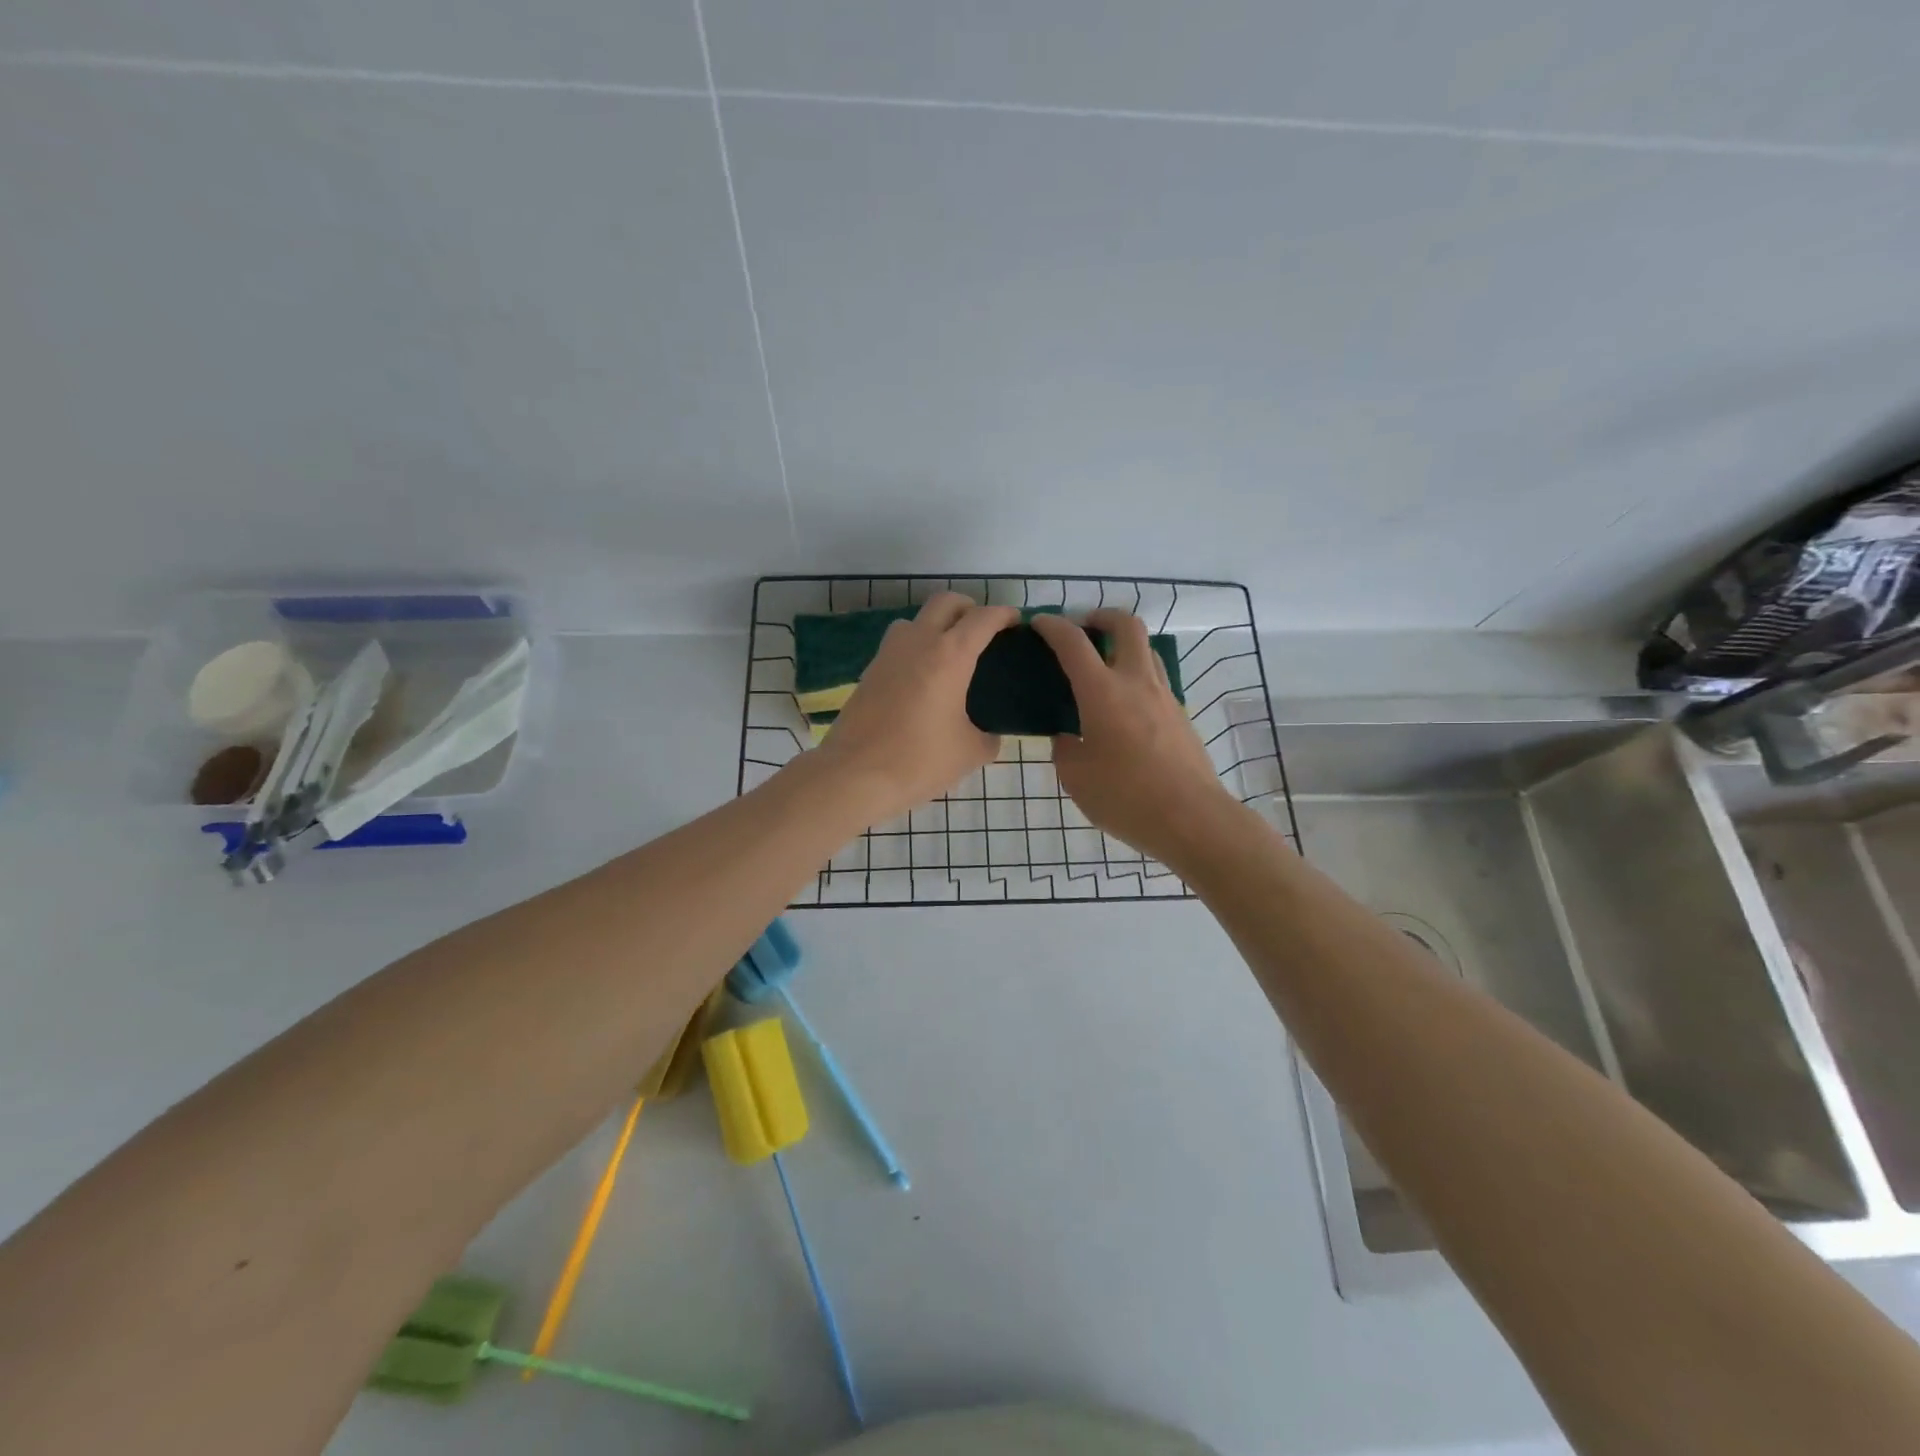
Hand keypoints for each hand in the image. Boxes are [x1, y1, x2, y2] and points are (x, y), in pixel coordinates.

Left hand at [813, 593, 1019, 823]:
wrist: (855, 775)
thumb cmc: (919, 760)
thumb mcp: (970, 753)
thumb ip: (988, 737)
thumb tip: (990, 734)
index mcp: (950, 655)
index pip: (983, 618)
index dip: (1004, 614)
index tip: (1015, 622)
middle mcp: (918, 642)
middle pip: (945, 602)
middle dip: (968, 608)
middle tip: (982, 632)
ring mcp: (888, 654)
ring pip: (916, 620)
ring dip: (936, 626)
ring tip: (949, 656)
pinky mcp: (869, 671)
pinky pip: (898, 646)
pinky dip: (915, 650)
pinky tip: (923, 681)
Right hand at [1031, 610, 1241, 864]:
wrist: (1192, 819)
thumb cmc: (1126, 797)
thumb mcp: (1076, 777)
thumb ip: (1066, 748)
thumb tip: (1069, 736)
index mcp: (1103, 692)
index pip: (1074, 643)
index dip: (1053, 627)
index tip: (1039, 624)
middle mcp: (1136, 683)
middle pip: (1126, 626)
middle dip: (1101, 617)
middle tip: (1083, 629)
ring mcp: (1165, 698)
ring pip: (1147, 651)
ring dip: (1123, 646)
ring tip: (1103, 668)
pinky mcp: (1181, 717)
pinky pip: (1155, 682)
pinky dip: (1135, 678)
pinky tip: (1122, 709)